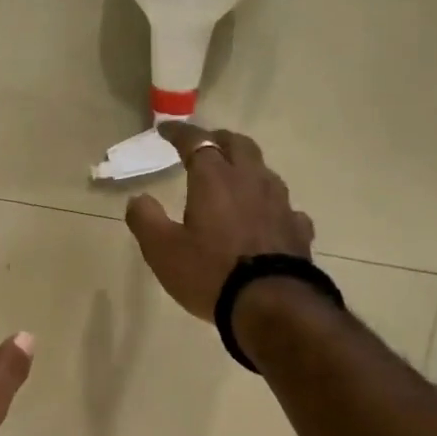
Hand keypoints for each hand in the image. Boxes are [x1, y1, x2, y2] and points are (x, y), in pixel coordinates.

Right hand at [124, 123, 315, 321]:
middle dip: (219, 139)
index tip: (166, 130)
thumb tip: (138, 198)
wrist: (271, 305)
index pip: (197, 142)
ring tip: (235, 178)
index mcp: (214, 179)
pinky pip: (284, 206)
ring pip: (264, 172)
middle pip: (239, 145)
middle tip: (206, 144)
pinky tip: (267, 217)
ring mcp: (280, 204)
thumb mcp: (162, 250)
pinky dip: (270, 204)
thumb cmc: (209, 273)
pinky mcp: (298, 229)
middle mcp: (250, 181)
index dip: (180, 133)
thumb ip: (145, 219)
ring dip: (247, 168)